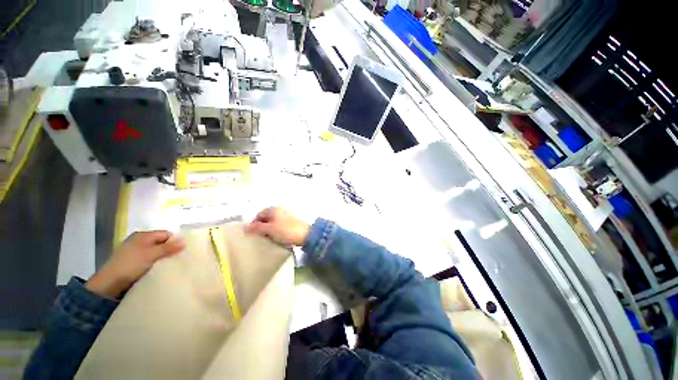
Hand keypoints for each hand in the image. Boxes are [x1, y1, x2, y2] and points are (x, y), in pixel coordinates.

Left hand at [86, 231, 184, 298]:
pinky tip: (160, 269)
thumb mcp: (151, 255)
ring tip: (171, 265)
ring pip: (156, 252)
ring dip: (163, 258)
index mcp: (143, 235)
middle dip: (170, 250)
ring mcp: (135, 252)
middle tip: (179, 259)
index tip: (183, 251)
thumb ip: (168, 248)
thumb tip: (185, 241)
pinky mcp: (133, 263)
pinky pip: (150, 260)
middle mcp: (139, 241)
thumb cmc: (130, 265)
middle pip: (161, 243)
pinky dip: (156, 263)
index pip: (166, 234)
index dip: (175, 241)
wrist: (108, 284)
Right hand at [246, 207, 309, 246]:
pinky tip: (278, 237)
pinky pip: (281, 225)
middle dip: (262, 226)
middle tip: (259, 237)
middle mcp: (281, 210)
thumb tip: (246, 226)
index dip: (254, 224)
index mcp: (274, 209)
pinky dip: (277, 230)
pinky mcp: (293, 222)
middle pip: (267, 217)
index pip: (259, 214)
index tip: (252, 234)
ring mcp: (287, 215)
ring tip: (268, 238)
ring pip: (274, 222)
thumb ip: (257, 228)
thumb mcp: (269, 230)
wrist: (306, 235)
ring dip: (269, 229)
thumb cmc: (286, 231)